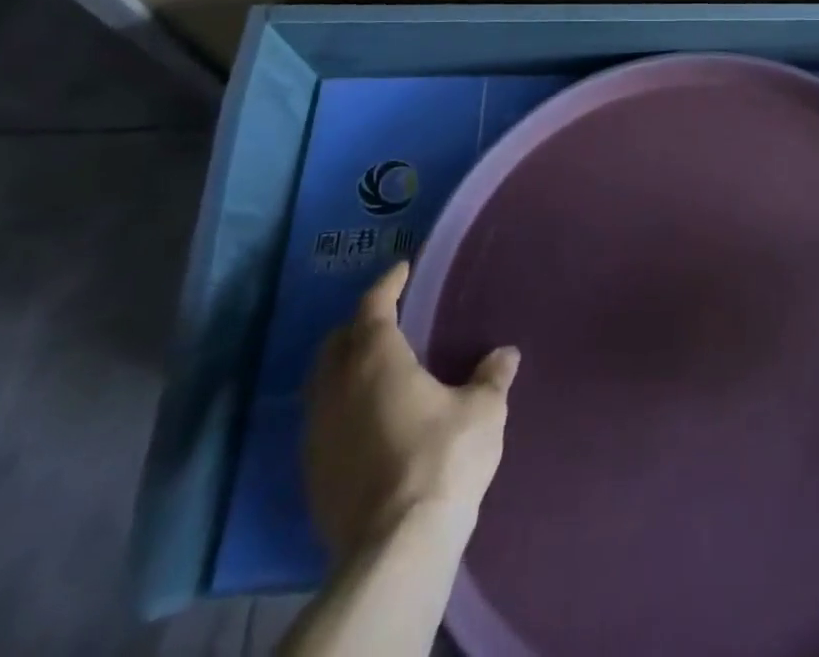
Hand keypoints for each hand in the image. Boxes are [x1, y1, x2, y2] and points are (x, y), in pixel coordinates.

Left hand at [303, 261, 519, 561]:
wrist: (396, 549)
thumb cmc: (443, 459)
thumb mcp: (483, 410)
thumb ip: (492, 376)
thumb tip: (505, 354)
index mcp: (377, 361)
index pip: (373, 306)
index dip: (388, 284)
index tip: (402, 269)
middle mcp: (337, 389)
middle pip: (336, 343)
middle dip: (359, 324)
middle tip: (388, 317)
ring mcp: (318, 435)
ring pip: (322, 384)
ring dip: (345, 367)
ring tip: (377, 368)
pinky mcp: (313, 475)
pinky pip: (322, 422)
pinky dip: (341, 406)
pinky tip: (367, 419)